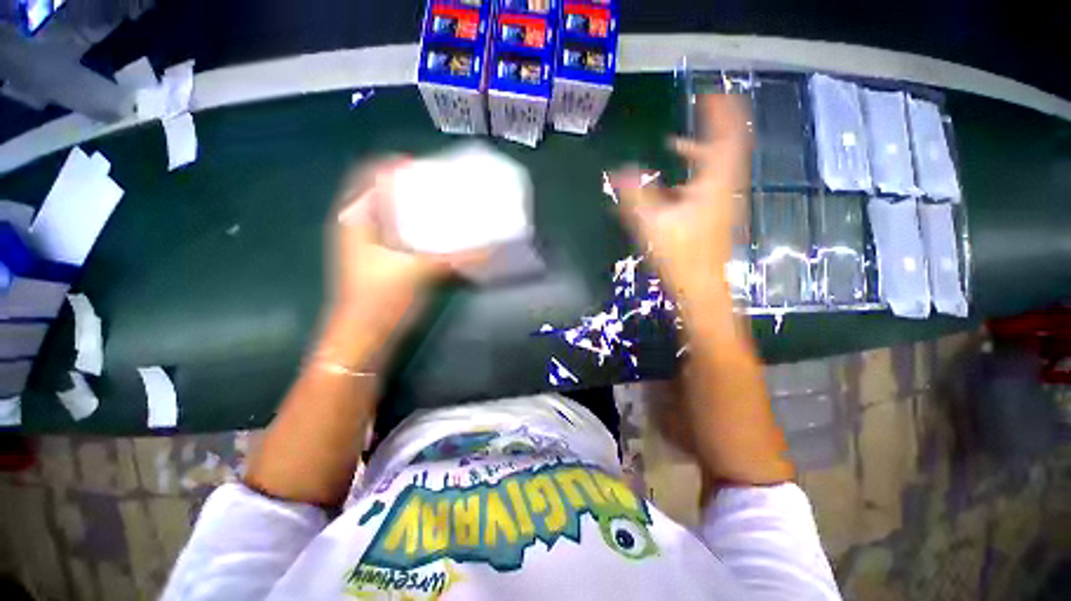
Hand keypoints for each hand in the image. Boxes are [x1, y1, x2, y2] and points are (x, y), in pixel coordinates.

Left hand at [326, 159, 459, 356]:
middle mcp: (359, 228)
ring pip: (394, 219)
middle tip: (442, 189)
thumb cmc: (382, 299)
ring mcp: (370, 249)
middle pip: (384, 196)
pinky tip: (441, 240)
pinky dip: (419, 234)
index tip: (425, 167)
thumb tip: (491, 247)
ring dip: (417, 213)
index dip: (394, 166)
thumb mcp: (422, 271)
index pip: (369, 176)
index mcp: (356, 219)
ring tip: (445, 211)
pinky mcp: (383, 265)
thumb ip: (458, 257)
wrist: (365, 339)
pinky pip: (402, 239)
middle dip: (411, 189)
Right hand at [613, 95, 752, 293]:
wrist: (700, 289)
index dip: (721, 112)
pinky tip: (673, 183)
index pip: (726, 136)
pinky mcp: (715, 216)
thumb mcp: (652, 222)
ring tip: (675, 143)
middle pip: (727, 147)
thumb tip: (616, 171)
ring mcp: (723, 203)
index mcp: (715, 183)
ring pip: (717, 166)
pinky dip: (694, 174)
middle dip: (714, 125)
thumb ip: (634, 194)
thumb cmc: (680, 256)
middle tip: (699, 108)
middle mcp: (725, 188)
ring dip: (700, 151)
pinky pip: (710, 184)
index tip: (710, 93)